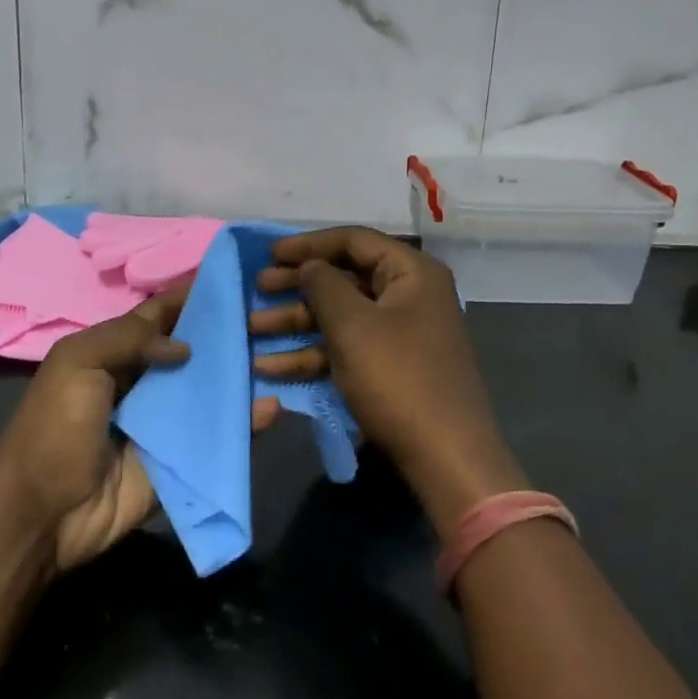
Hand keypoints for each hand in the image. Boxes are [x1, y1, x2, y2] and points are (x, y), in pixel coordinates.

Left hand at [0, 288, 279, 572]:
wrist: (43, 513)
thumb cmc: (54, 427)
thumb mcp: (77, 362)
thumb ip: (128, 338)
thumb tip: (186, 346)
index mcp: (118, 351)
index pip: (163, 313)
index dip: (193, 294)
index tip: (235, 275)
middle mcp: (147, 380)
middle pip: (195, 349)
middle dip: (228, 332)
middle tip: (272, 312)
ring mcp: (167, 421)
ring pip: (212, 390)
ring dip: (242, 374)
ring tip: (283, 351)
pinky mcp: (183, 458)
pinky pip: (219, 436)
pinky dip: (247, 423)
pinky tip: (273, 406)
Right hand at [250, 227, 527, 529]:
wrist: (445, 458)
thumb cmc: (398, 378)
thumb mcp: (353, 325)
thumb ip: (323, 285)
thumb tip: (310, 266)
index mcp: (411, 272)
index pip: (353, 240)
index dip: (308, 244)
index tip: (269, 254)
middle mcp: (409, 295)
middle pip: (344, 278)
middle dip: (297, 285)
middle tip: (257, 288)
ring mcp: (400, 334)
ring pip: (340, 316)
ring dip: (296, 322)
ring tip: (252, 329)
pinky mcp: (389, 368)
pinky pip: (346, 348)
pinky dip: (312, 354)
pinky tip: (271, 367)